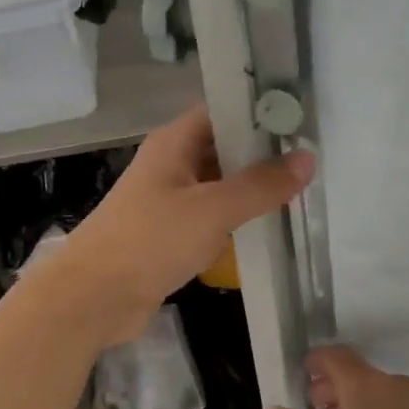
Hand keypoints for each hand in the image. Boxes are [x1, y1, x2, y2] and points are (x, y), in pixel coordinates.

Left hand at [53, 105, 313, 346]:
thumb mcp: (213, 209)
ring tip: (303, 192)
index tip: (304, 119)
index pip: (222, 111)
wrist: (94, 297)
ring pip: (218, 186)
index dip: (260, 111)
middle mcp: (170, 164)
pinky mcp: (168, 235)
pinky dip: (235, 221)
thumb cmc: (150, 240)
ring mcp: (167, 201)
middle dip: (263, 154)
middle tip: (314, 159)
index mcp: (173, 143)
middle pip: (222, 148)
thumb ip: (260, 185)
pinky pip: (209, 219)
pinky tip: (268, 229)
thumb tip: (307, 158)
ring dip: (251, 190)